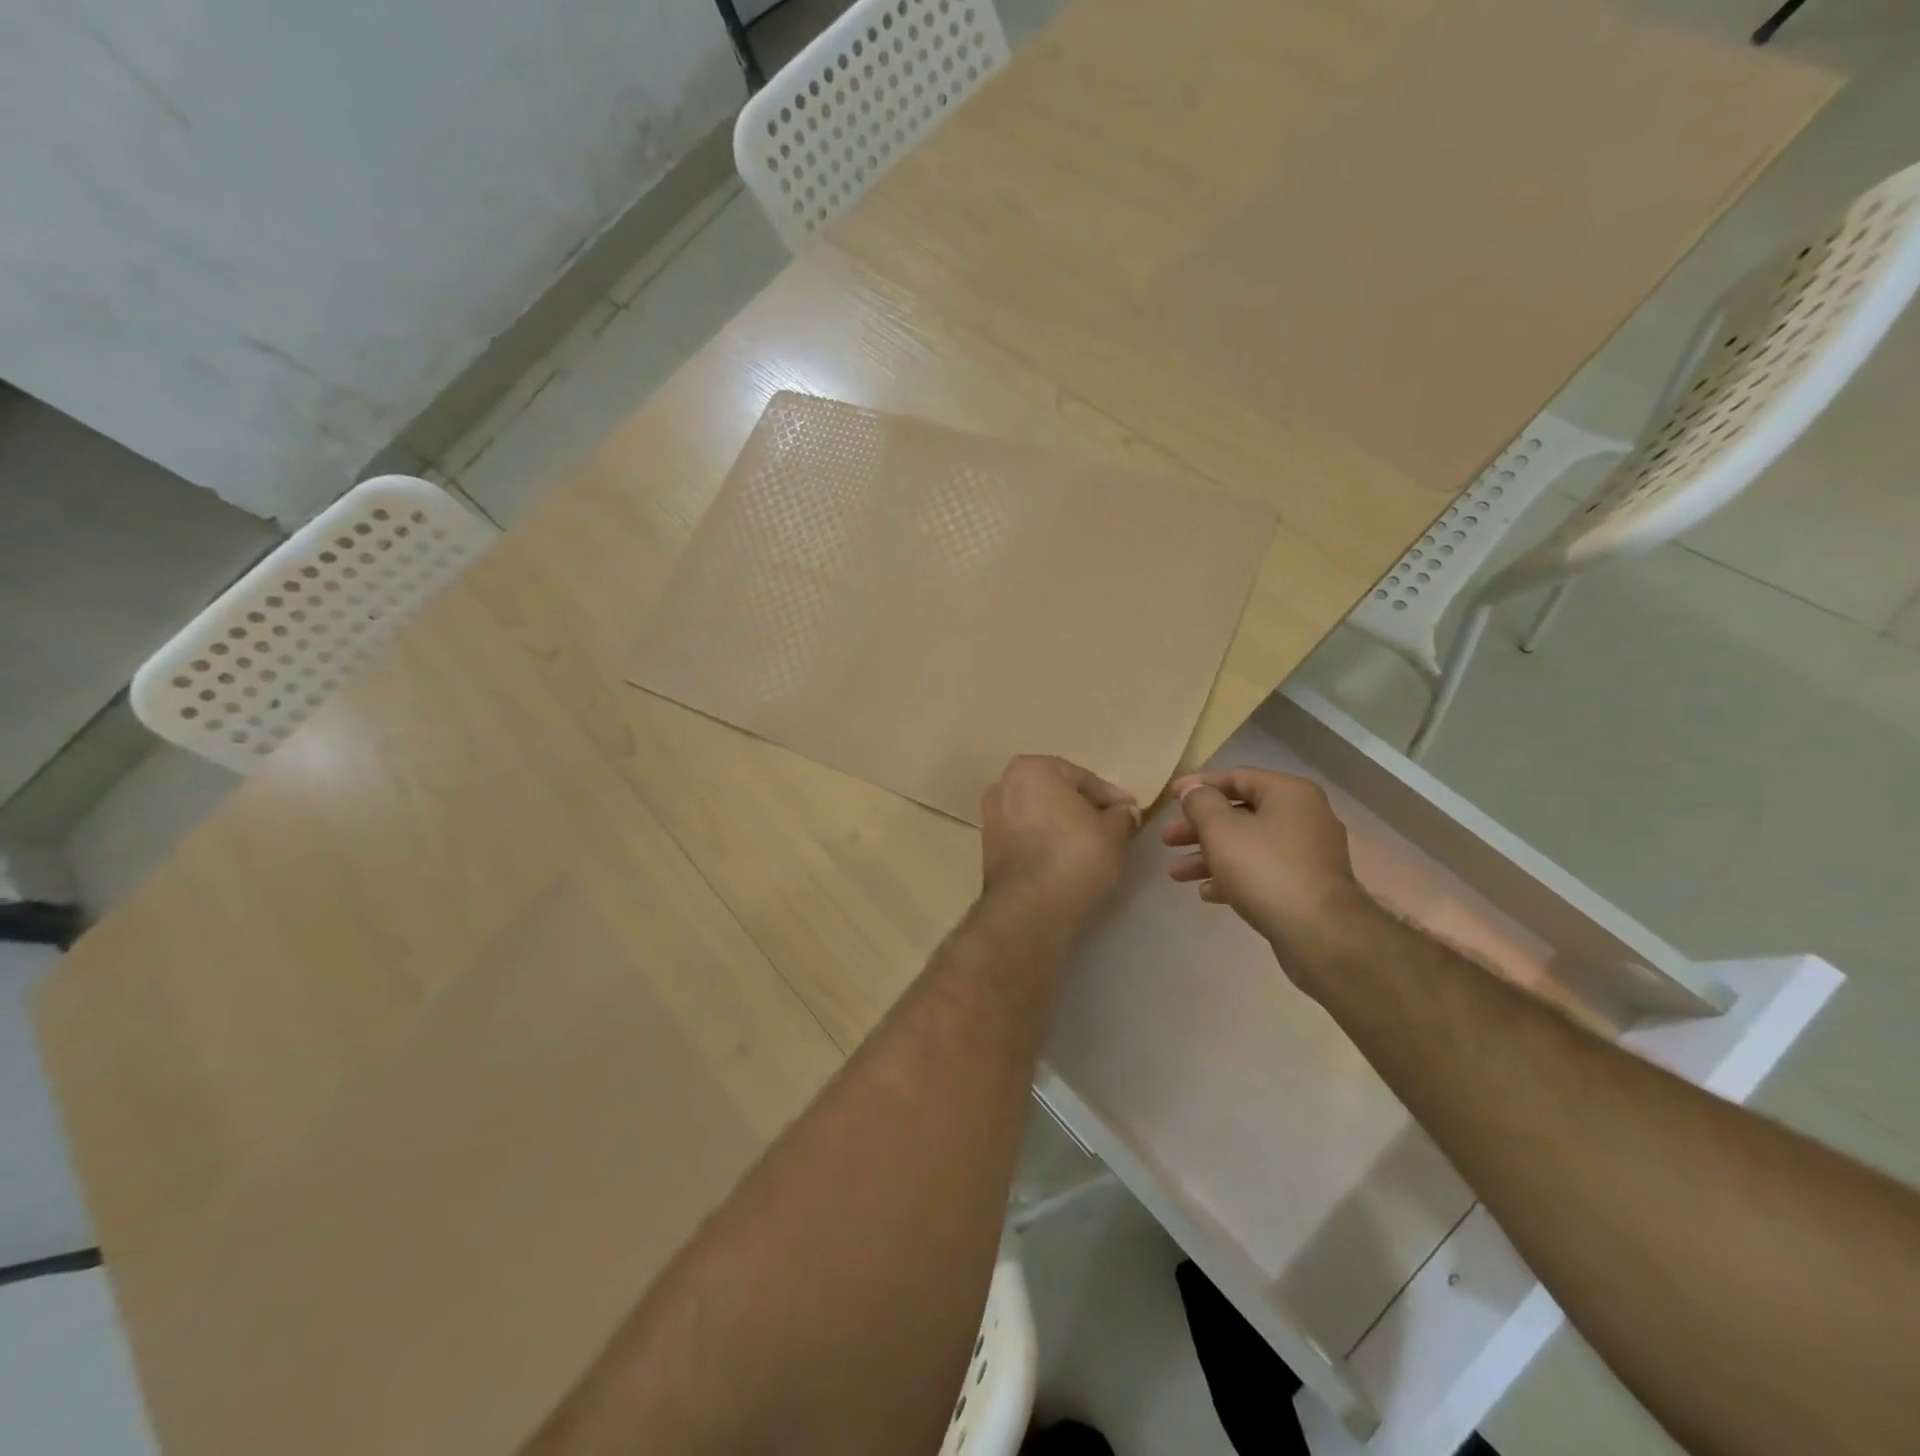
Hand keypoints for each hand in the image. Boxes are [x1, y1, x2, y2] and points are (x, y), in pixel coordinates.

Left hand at [980, 756, 1138, 926]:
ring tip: (1091, 845)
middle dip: (1084, 808)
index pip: (1083, 778)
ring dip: (1064, 825)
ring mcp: (991, 816)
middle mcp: (1004, 785)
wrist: (1030, 907)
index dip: (1111, 797)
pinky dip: (1046, 841)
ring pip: (1039, 814)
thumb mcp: (1113, 833)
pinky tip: (1065, 858)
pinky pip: (1026, 835)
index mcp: (1032, 769)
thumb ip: (1121, 816)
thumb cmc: (1075, 856)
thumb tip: (1124, 812)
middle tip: (1113, 826)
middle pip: (1057, 793)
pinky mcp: (988, 847)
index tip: (1131, 812)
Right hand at [1163, 768, 1371, 959]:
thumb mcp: (1221, 830)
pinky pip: (1263, 871)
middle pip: (1241, 813)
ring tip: (1176, 874)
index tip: (1170, 798)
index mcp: (1289, 794)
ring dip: (1210, 856)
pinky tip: (1208, 893)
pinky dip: (1234, 876)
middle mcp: (1304, 817)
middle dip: (1199, 828)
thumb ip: (1201, 804)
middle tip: (1168, 840)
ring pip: (1249, 845)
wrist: (1319, 933)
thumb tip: (1194, 791)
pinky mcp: (1307, 885)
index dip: (1199, 785)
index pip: (1237, 777)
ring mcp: (1309, 853)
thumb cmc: (1265, 869)